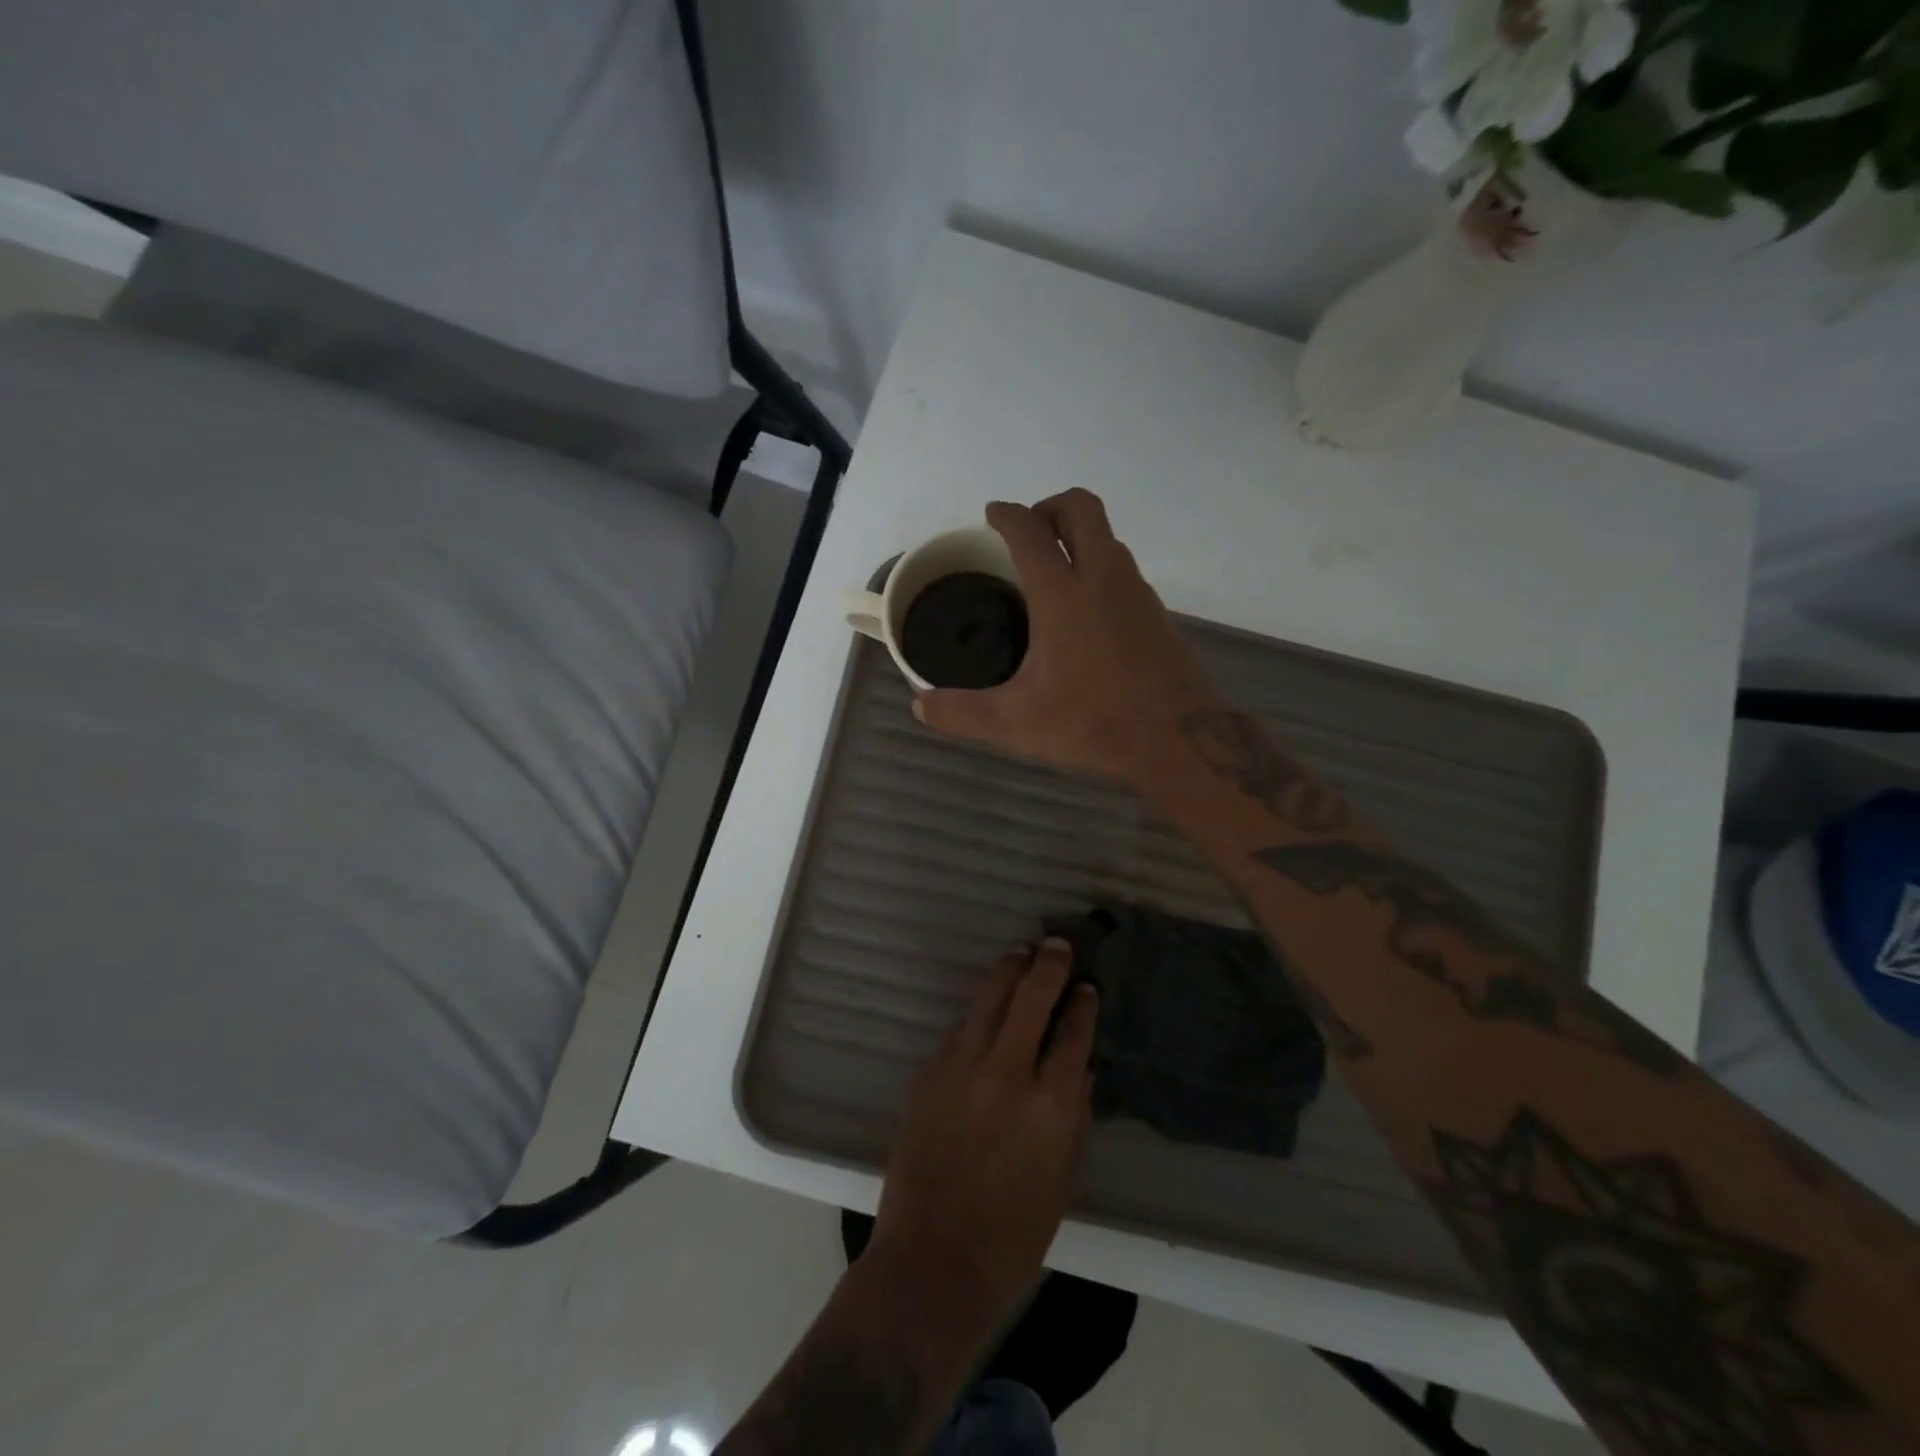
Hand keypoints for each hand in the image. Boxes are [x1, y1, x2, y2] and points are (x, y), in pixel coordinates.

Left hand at [869, 940, 1099, 1329]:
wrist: (932, 1261)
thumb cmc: (1012, 1236)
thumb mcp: (1062, 1181)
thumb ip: (1074, 1117)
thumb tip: (1079, 1069)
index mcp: (1049, 1105)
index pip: (1073, 1034)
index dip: (1082, 1005)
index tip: (1087, 988)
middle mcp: (1006, 1073)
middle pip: (1030, 997)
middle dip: (1048, 965)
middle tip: (1057, 944)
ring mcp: (960, 1068)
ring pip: (988, 998)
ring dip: (1008, 971)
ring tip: (1020, 953)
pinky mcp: (928, 1073)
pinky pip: (959, 1030)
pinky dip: (978, 1015)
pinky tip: (986, 1012)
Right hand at [913, 489, 1219, 785]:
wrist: (1178, 741)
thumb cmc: (1092, 723)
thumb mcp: (1015, 723)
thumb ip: (962, 713)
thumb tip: (920, 706)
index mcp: (1062, 595)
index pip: (1030, 531)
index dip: (1007, 515)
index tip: (993, 514)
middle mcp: (1102, 578)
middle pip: (1081, 508)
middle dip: (1050, 506)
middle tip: (1028, 533)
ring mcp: (1136, 592)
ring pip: (1108, 536)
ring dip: (1078, 536)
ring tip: (1053, 569)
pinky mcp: (1157, 612)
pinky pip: (1123, 568)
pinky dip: (1099, 566)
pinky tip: (1086, 611)